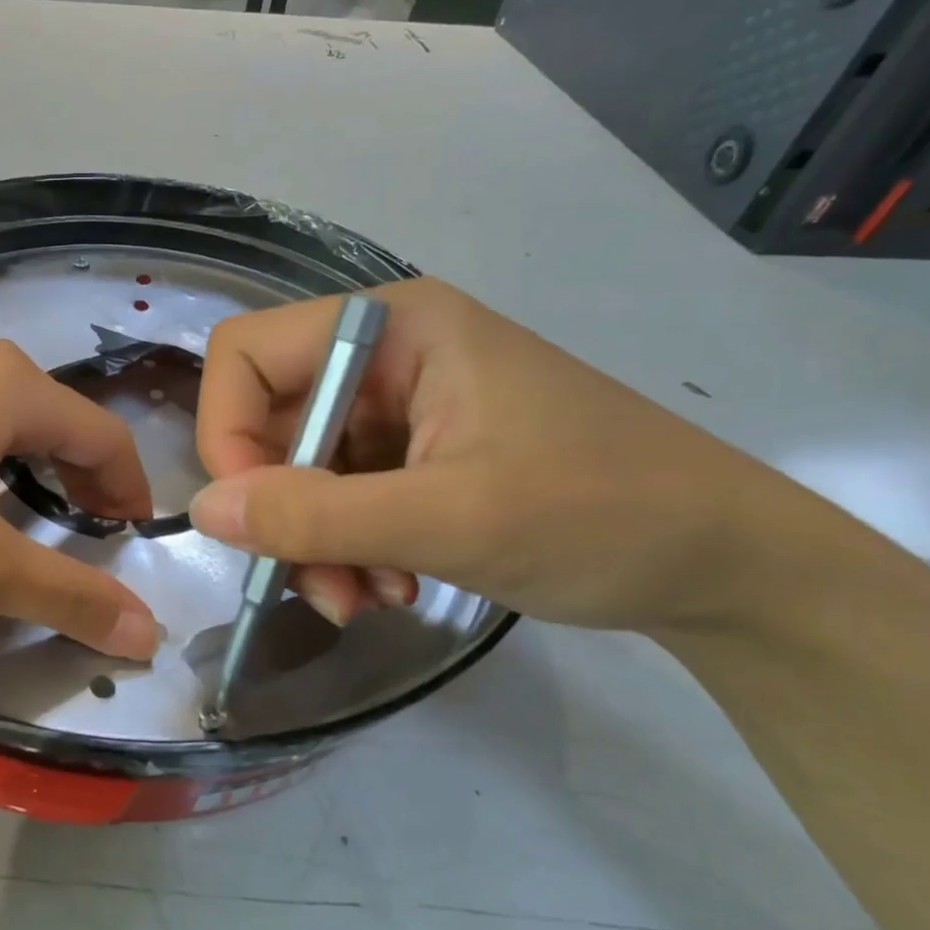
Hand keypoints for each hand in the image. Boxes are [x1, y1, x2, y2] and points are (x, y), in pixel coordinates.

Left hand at [0, 337, 161, 656]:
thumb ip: (68, 596)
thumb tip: (148, 634)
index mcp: (8, 387)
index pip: (104, 436)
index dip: (129, 491)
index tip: (131, 541)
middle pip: (53, 420)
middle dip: (80, 478)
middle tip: (83, 532)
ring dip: (26, 465)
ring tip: (18, 515)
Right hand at [191, 278, 783, 632]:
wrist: (726, 565)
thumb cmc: (603, 515)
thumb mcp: (451, 519)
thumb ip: (317, 515)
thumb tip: (203, 512)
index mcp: (392, 328)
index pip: (246, 355)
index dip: (229, 434)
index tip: (255, 518)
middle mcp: (385, 356)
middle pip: (269, 421)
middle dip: (282, 511)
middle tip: (322, 588)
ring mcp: (400, 407)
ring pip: (300, 470)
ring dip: (315, 543)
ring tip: (366, 601)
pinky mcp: (416, 454)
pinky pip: (340, 496)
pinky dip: (347, 549)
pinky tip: (393, 589)